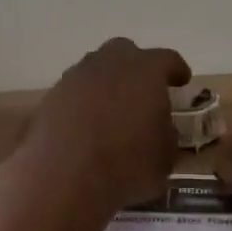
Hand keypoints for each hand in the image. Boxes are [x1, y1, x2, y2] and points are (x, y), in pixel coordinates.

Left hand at [22, 38, 190, 210]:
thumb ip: (165, 132)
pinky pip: (73, 93)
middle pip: (124, 52)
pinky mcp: (49, 98)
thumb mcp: (165, 156)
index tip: (181, 79)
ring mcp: (74, 78)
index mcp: (145, 70)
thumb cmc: (127, 165)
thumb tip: (158, 128)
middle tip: (143, 90)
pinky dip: (82, 103)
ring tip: (112, 110)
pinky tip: (86, 125)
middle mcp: (108, 64)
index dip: (176, 69)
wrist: (65, 178)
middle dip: (135, 67)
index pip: (166, 59)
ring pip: (94, 70)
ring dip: (106, 84)